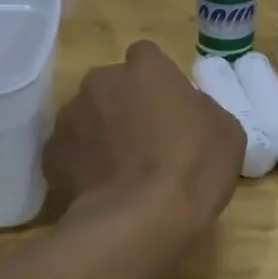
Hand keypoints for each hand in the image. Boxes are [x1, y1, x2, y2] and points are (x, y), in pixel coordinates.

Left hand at [44, 40, 243, 237]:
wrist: (138, 222)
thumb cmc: (192, 170)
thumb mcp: (226, 133)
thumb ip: (202, 109)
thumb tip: (188, 110)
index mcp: (145, 69)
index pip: (147, 56)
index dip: (157, 81)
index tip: (168, 107)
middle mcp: (101, 82)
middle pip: (112, 85)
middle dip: (124, 105)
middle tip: (145, 141)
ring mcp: (70, 117)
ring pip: (87, 117)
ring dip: (100, 134)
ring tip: (120, 172)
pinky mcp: (51, 155)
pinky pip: (70, 152)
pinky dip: (82, 165)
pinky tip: (101, 191)